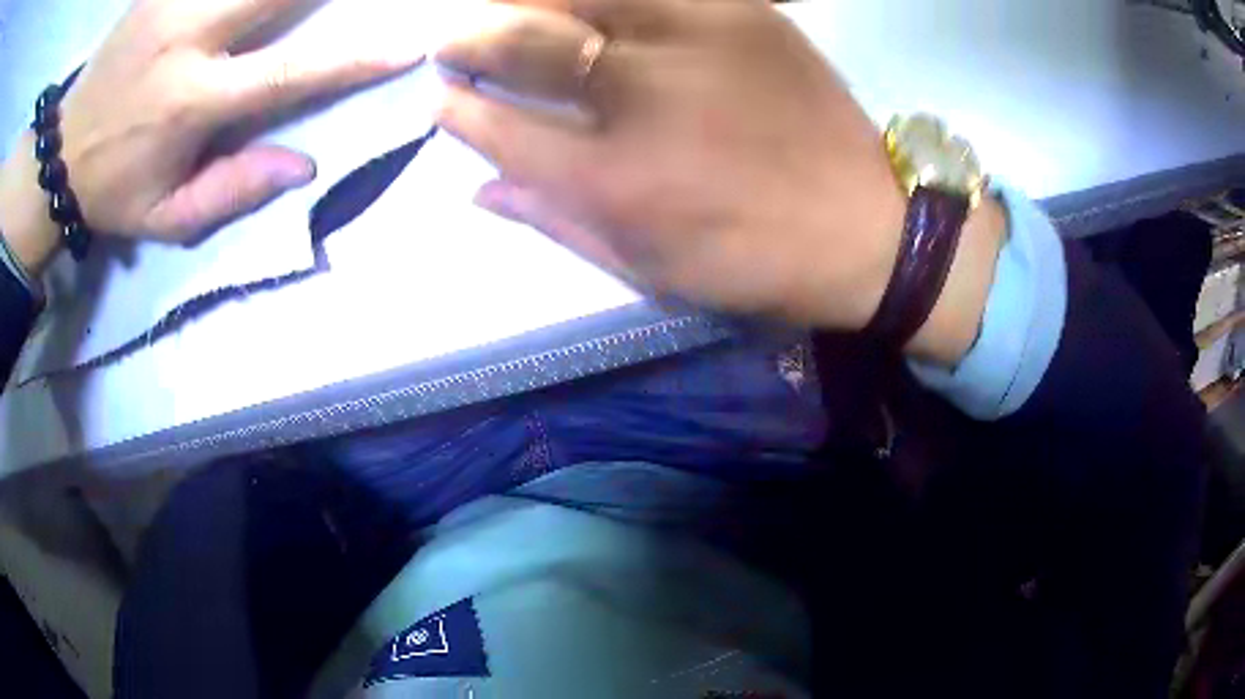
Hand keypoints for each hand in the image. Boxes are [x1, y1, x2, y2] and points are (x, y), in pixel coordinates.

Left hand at [0, 0, 421, 272]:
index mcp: (190, 103)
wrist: (60, 153)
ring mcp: (171, 3)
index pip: (287, 72)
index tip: (408, 42)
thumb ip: (231, 192)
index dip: (353, 57)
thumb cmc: (114, 190)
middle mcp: (186, 40)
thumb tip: (304, 166)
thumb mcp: (165, 220)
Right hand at [437, 0, 1004, 363]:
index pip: (500, 128)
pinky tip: (581, 1)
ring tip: (504, 7)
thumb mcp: (649, 269)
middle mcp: (642, 97)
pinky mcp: (742, 12)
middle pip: (525, 43)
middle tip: (451, 40)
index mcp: (615, 180)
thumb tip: (478, 189)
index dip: (457, 110)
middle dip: (471, 38)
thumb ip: (556, 221)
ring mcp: (695, 40)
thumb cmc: (754, 262)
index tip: (438, 99)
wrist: (868, 229)